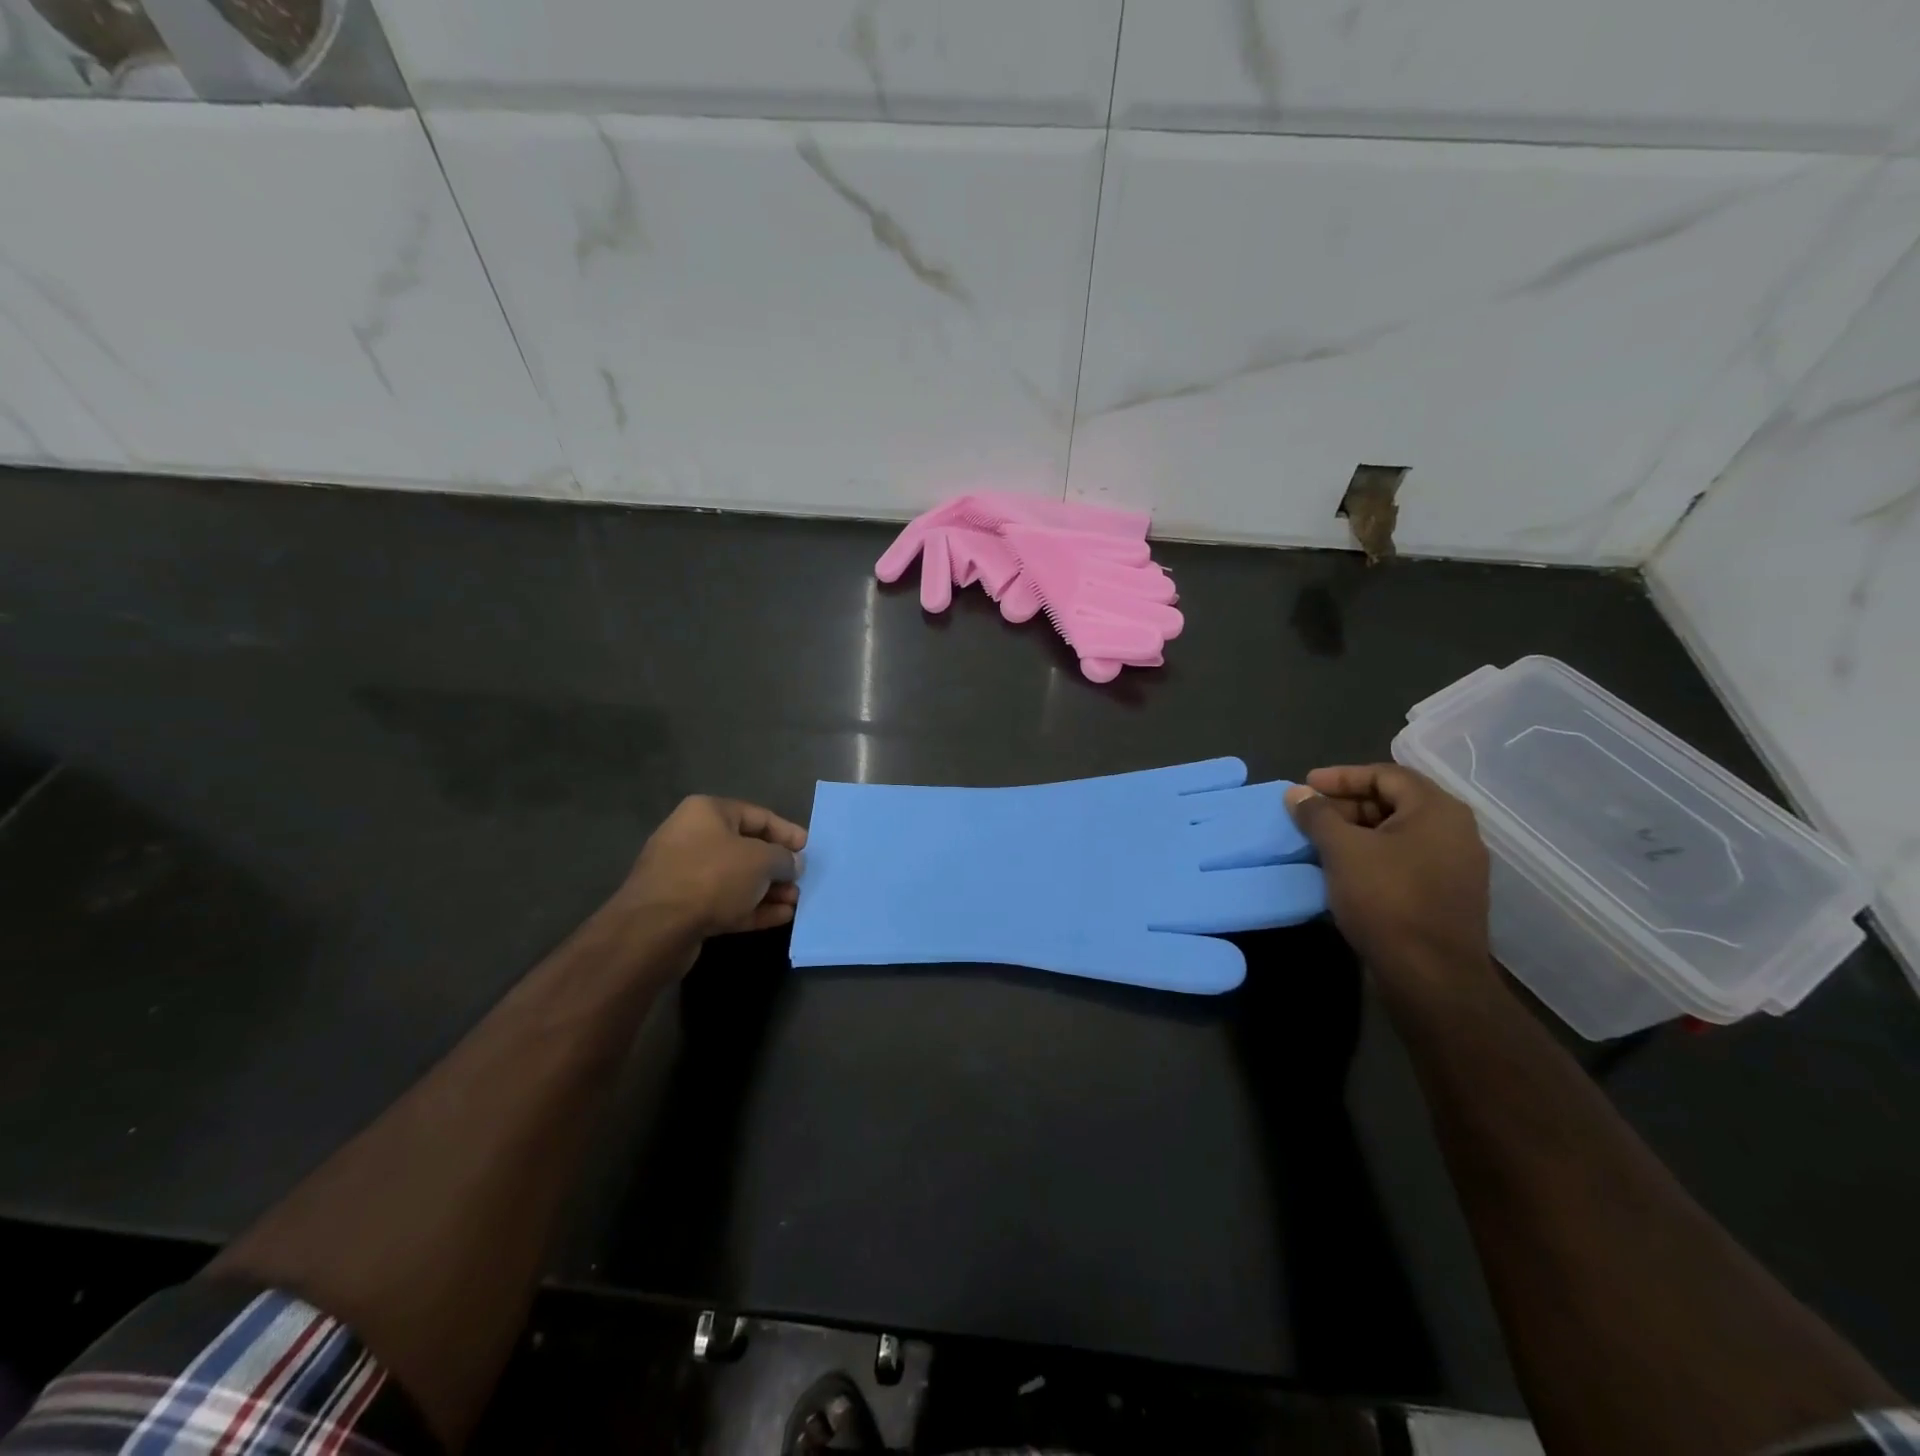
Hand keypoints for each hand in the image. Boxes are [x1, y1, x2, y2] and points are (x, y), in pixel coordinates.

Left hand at [622, 796, 807, 937]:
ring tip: (795, 902)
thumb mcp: (761, 860)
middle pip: (746, 848)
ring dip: (768, 890)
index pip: (758, 816)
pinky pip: (725, 902)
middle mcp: (693, 837)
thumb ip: (784, 858)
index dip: (788, 832)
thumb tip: (792, 863)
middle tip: (802, 880)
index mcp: (707, 812)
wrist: (656, 927)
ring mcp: (685, 874)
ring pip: (736, 878)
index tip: (809, 850)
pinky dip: (752, 908)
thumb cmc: (713, 877)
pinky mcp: (682, 907)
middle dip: (778, 866)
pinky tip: (780, 917)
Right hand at [1284, 764, 1495, 1006]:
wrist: (1431, 976)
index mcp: (1437, 810)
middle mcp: (1456, 830)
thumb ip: (1317, 815)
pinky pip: (1407, 858)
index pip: (1386, 774)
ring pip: (1399, 832)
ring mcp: (1457, 864)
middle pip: (1395, 801)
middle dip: (1347, 804)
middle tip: (1309, 815)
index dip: (1341, 776)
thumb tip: (1296, 793)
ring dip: (1358, 830)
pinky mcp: (1449, 893)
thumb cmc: (1386, 900)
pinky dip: (1374, 854)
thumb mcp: (1342, 850)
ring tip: (1321, 841)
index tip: (1305, 787)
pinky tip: (1345, 869)